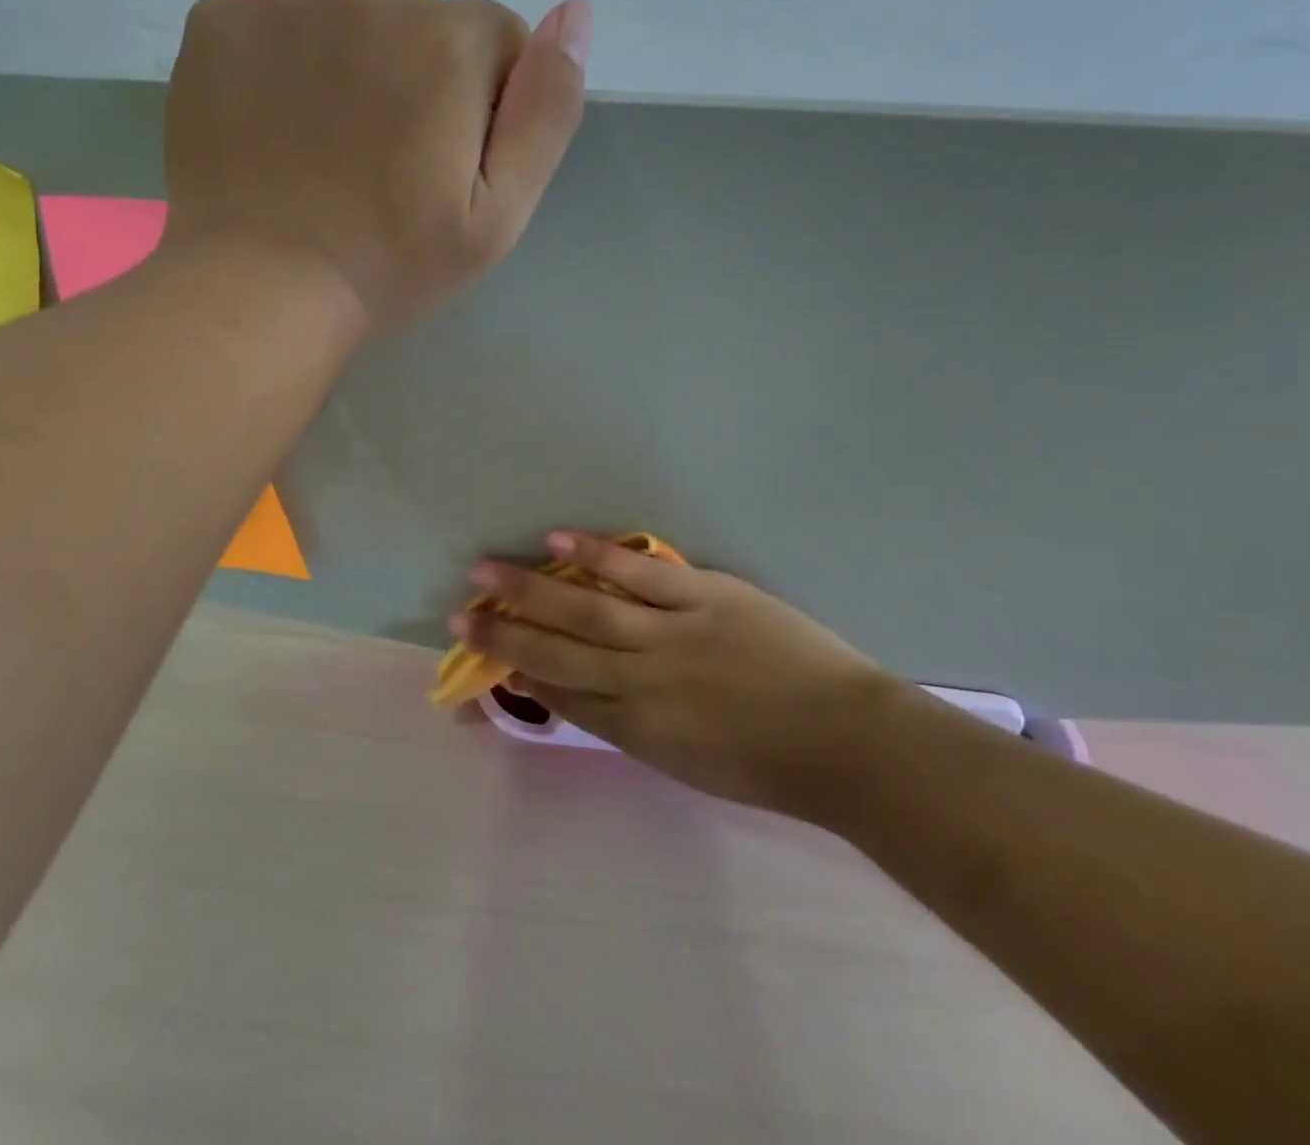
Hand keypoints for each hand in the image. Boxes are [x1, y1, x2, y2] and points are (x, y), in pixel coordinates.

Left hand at [162, 0, 590, 329]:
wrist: (259, 292)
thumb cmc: (391, 265)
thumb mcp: (499, 214)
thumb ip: (546, 112)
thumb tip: (576, 13)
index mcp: (447, 43)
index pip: (497, 39)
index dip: (485, 105)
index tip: (450, 167)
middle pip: (420, 25)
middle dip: (420, 82)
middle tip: (388, 170)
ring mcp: (284, 5)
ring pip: (348, 23)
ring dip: (353, 72)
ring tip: (329, 158)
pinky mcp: (219, 24)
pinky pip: (278, 29)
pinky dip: (286, 69)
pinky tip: (278, 133)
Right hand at [455, 531, 907, 819]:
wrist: (849, 746)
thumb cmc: (772, 767)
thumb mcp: (690, 763)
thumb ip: (638, 725)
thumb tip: (593, 691)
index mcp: (637, 731)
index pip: (562, 696)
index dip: (520, 674)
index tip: (488, 655)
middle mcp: (641, 684)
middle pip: (557, 655)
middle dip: (504, 636)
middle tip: (460, 616)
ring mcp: (672, 637)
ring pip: (586, 611)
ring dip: (531, 591)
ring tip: (485, 571)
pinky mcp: (706, 598)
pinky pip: (641, 576)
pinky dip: (597, 558)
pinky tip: (558, 542)